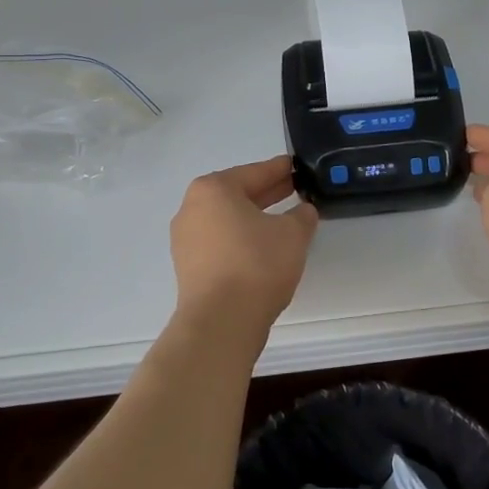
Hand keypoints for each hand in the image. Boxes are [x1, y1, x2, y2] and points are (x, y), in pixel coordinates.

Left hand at [169, 155, 317, 347]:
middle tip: (295, 189)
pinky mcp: (188, 268)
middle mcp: (192, 208)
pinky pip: (220, 243)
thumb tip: (302, 211)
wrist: (221, 322)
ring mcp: (186, 240)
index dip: (280, 169)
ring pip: (227, 220)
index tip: (296, 166)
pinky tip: (263, 248)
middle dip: (267, 192)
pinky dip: (241, 239)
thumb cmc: (256, 264)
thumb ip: (301, 216)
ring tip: (283, 221)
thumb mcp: (292, 234)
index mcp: (213, 189)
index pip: (254, 172)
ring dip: (254, 218)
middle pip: (237, 194)